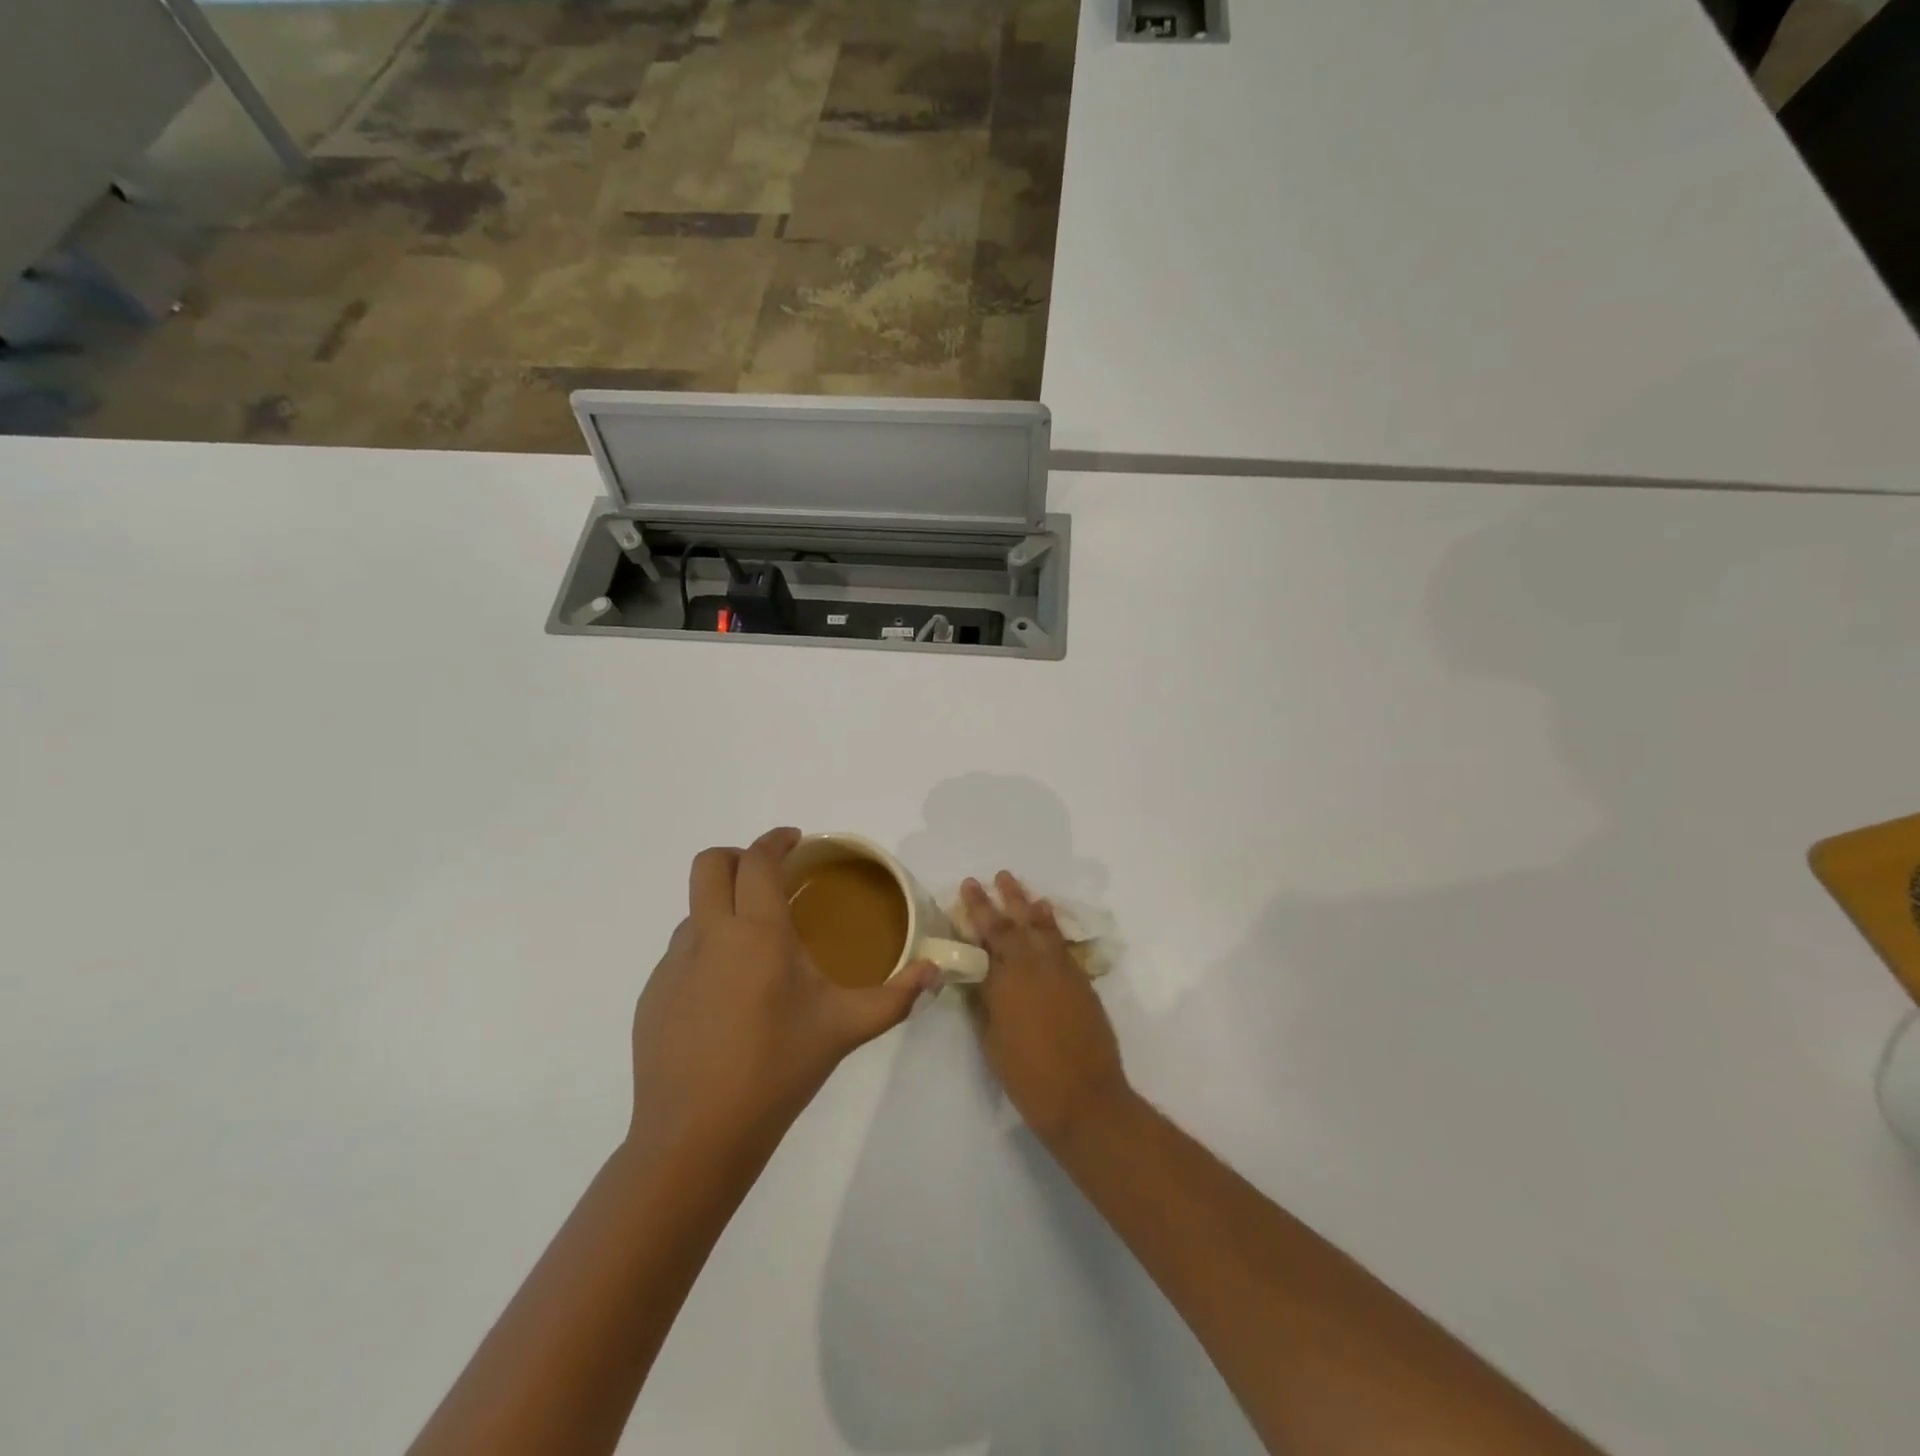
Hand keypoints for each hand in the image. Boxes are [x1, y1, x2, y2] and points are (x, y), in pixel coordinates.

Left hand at [628, 828, 937, 1162]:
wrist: (697, 1137)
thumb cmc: (778, 1071)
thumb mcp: (845, 1028)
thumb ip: (896, 997)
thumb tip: (936, 973)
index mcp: (757, 933)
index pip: (757, 860)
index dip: (775, 840)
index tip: (795, 840)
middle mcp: (709, 935)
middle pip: (709, 865)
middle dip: (739, 857)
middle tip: (770, 877)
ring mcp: (673, 965)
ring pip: (695, 909)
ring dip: (723, 906)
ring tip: (756, 944)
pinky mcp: (653, 995)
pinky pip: (682, 951)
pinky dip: (707, 948)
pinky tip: (728, 995)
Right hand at [962, 873, 1131, 1147]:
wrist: (1084, 1096)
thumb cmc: (1027, 1076)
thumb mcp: (992, 1040)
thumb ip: (983, 1002)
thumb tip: (975, 976)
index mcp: (1005, 979)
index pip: (987, 933)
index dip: (977, 908)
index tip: (969, 885)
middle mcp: (1033, 964)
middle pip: (1015, 922)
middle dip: (1002, 898)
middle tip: (995, 876)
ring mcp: (1061, 970)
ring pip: (1042, 927)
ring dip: (1029, 905)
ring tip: (1019, 886)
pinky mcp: (1081, 980)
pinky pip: (1062, 942)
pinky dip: (1052, 926)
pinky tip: (1047, 917)